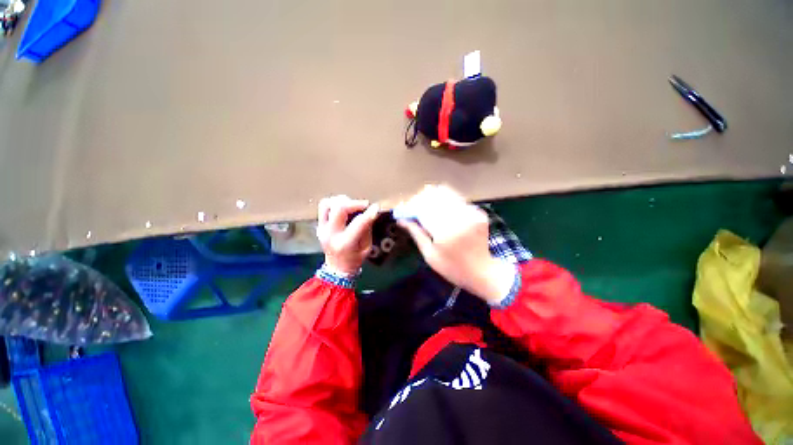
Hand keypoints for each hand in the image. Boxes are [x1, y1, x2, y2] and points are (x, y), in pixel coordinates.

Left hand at [316, 195, 379, 274]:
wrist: (337, 268)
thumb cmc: (355, 259)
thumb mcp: (367, 247)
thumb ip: (367, 229)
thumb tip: (370, 212)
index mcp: (345, 243)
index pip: (358, 222)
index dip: (369, 213)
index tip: (376, 207)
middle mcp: (331, 234)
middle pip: (339, 208)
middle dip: (355, 203)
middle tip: (364, 205)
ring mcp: (322, 228)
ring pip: (328, 204)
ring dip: (342, 201)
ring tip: (352, 206)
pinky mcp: (319, 224)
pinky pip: (324, 206)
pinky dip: (335, 203)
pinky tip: (344, 207)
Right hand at [397, 185, 514, 303]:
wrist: (481, 272)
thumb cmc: (452, 268)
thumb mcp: (429, 254)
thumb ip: (416, 233)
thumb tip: (401, 220)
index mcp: (446, 232)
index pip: (425, 209)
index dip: (412, 206)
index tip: (405, 209)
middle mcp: (460, 218)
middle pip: (436, 197)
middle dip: (422, 199)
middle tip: (415, 207)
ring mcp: (472, 214)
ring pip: (448, 195)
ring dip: (434, 198)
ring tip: (428, 208)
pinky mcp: (478, 213)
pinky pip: (458, 201)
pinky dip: (447, 202)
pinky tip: (442, 211)